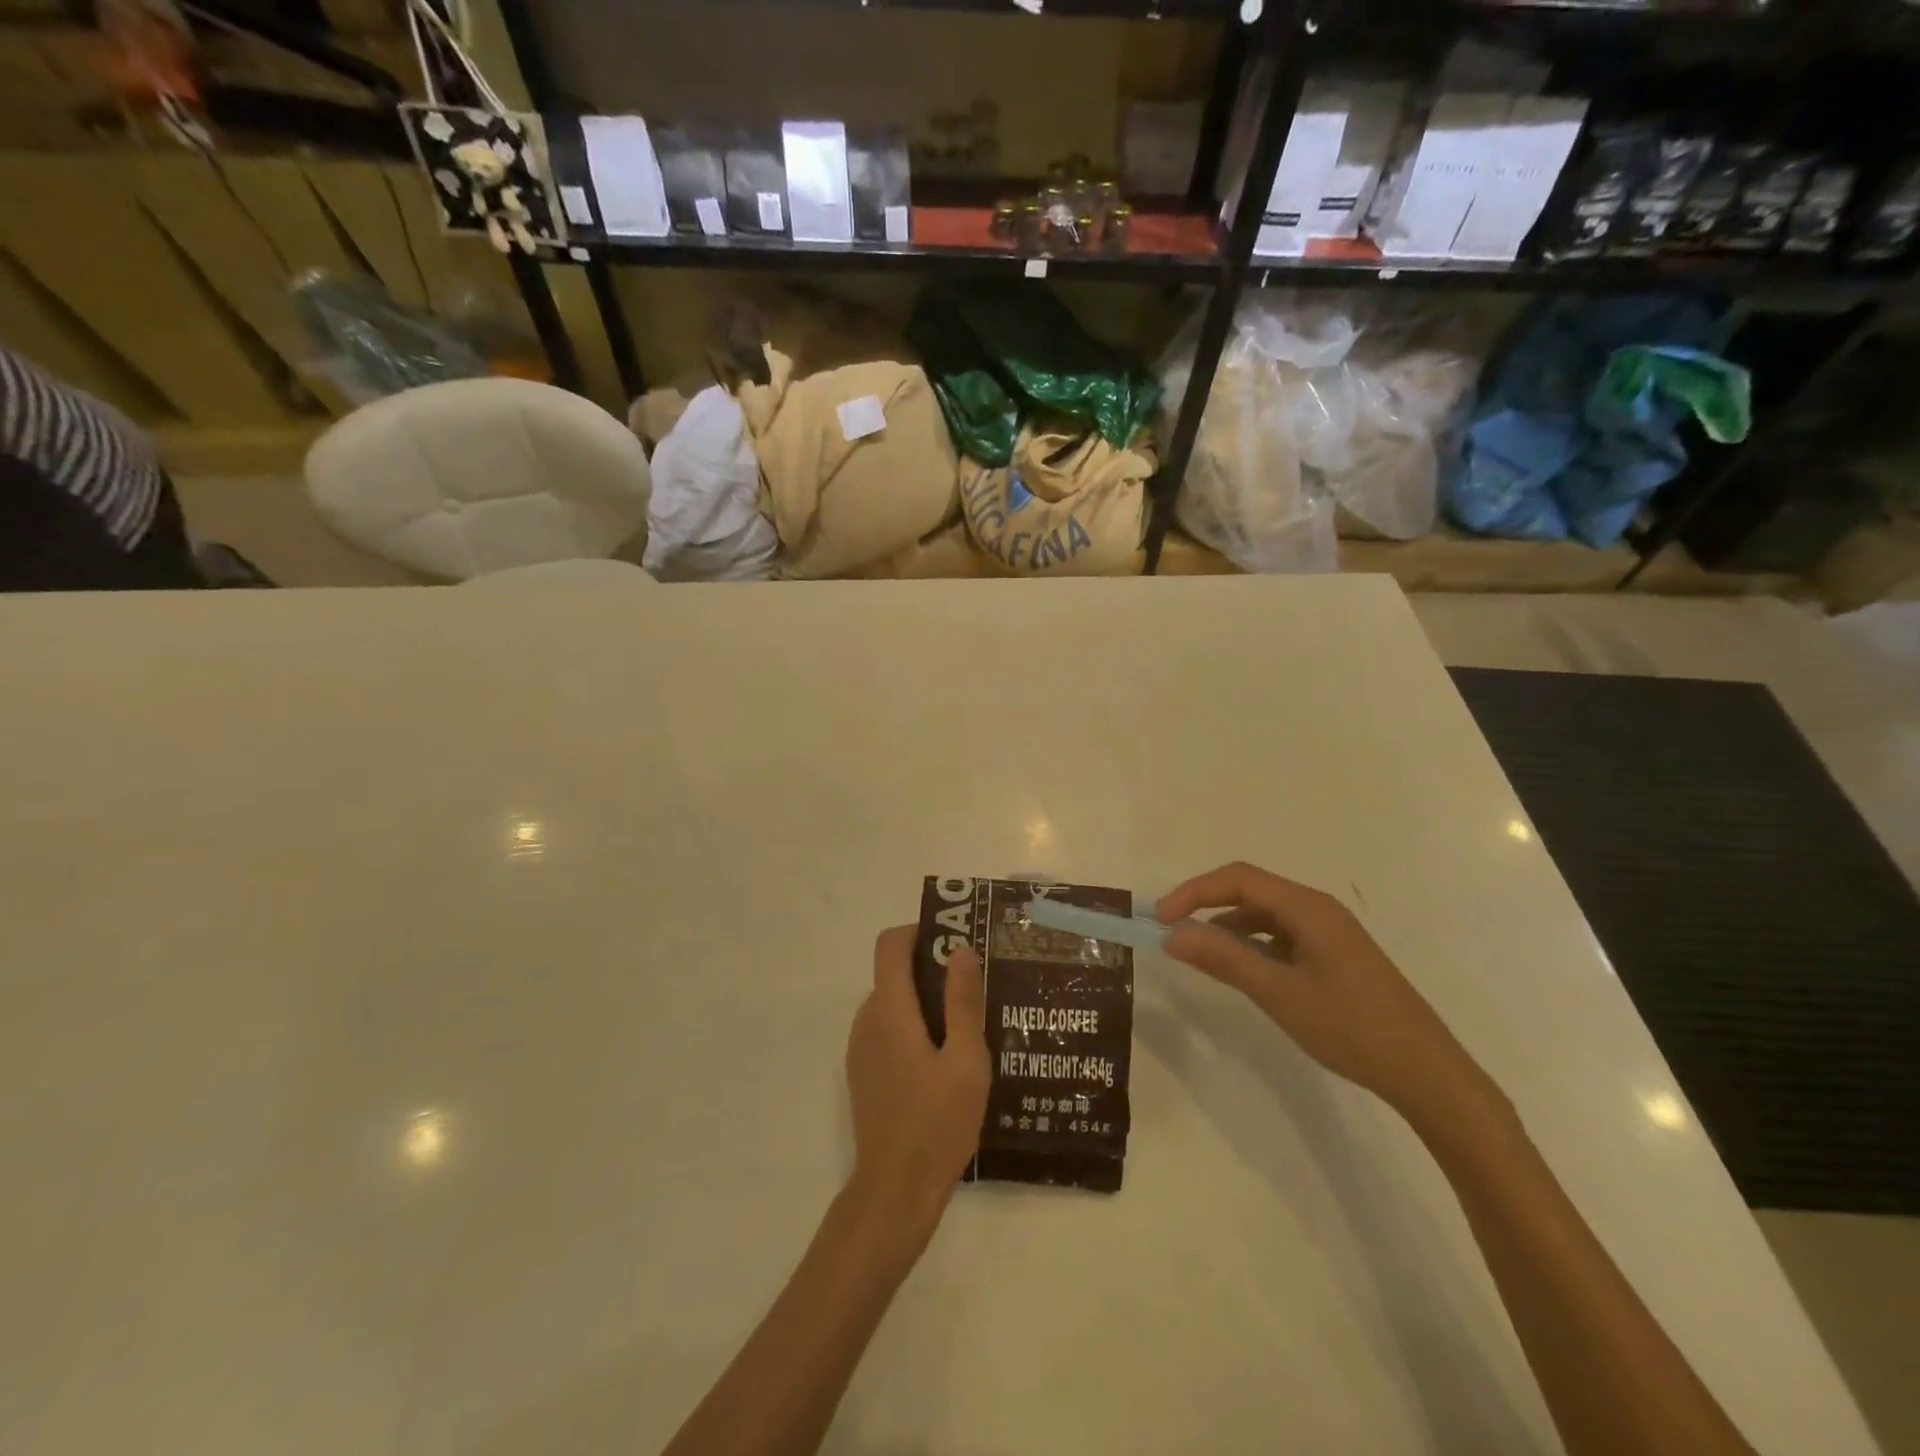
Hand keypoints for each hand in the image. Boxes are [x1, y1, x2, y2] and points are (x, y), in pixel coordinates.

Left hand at [843, 927, 990, 1240]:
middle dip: (932, 969)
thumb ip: (963, 1001)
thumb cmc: (937, 1123)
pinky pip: (888, 1030)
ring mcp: (861, 1048)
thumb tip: (960, 949)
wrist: (895, 1191)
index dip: (919, 932)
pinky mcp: (864, 1072)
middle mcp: (867, 1019)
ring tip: (968, 1025)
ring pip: (892, 1003)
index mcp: (889, 1010)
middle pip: (894, 972)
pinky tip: (946, 1059)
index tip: (955, 942)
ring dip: (925, 1001)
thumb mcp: (966, 1061)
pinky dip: (913, 1027)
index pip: (890, 945)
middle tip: (975, 986)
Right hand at [1157, 863, 1485, 1117]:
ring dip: (1227, 925)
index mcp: (1307, 907)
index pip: (1238, 878)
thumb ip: (1224, 959)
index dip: (1193, 892)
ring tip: (1199, 952)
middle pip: (1250, 889)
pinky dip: (1251, 943)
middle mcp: (1318, 908)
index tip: (1160, 919)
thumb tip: (1172, 934)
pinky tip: (1241, 968)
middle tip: (1171, 932)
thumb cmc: (1351, 1028)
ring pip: (1265, 913)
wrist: (1426, 1073)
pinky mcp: (1334, 954)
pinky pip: (1281, 934)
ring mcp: (1329, 931)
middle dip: (1206, 904)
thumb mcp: (1279, 993)